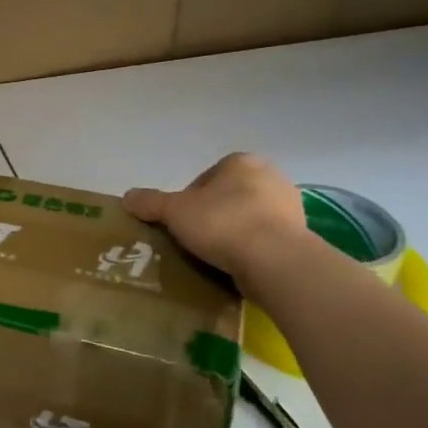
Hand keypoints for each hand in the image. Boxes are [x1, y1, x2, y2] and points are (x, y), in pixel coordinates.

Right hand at [124, 153, 307, 288]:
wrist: (275, 260)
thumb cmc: (222, 224)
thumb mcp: (174, 211)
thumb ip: (150, 202)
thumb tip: (127, 197)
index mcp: (240, 162)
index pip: (205, 178)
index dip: (187, 200)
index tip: (179, 222)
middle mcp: (270, 176)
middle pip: (227, 196)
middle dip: (212, 215)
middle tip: (194, 239)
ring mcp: (290, 206)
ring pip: (248, 217)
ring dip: (233, 232)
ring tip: (215, 256)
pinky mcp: (300, 235)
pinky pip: (266, 239)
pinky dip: (252, 249)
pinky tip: (238, 265)